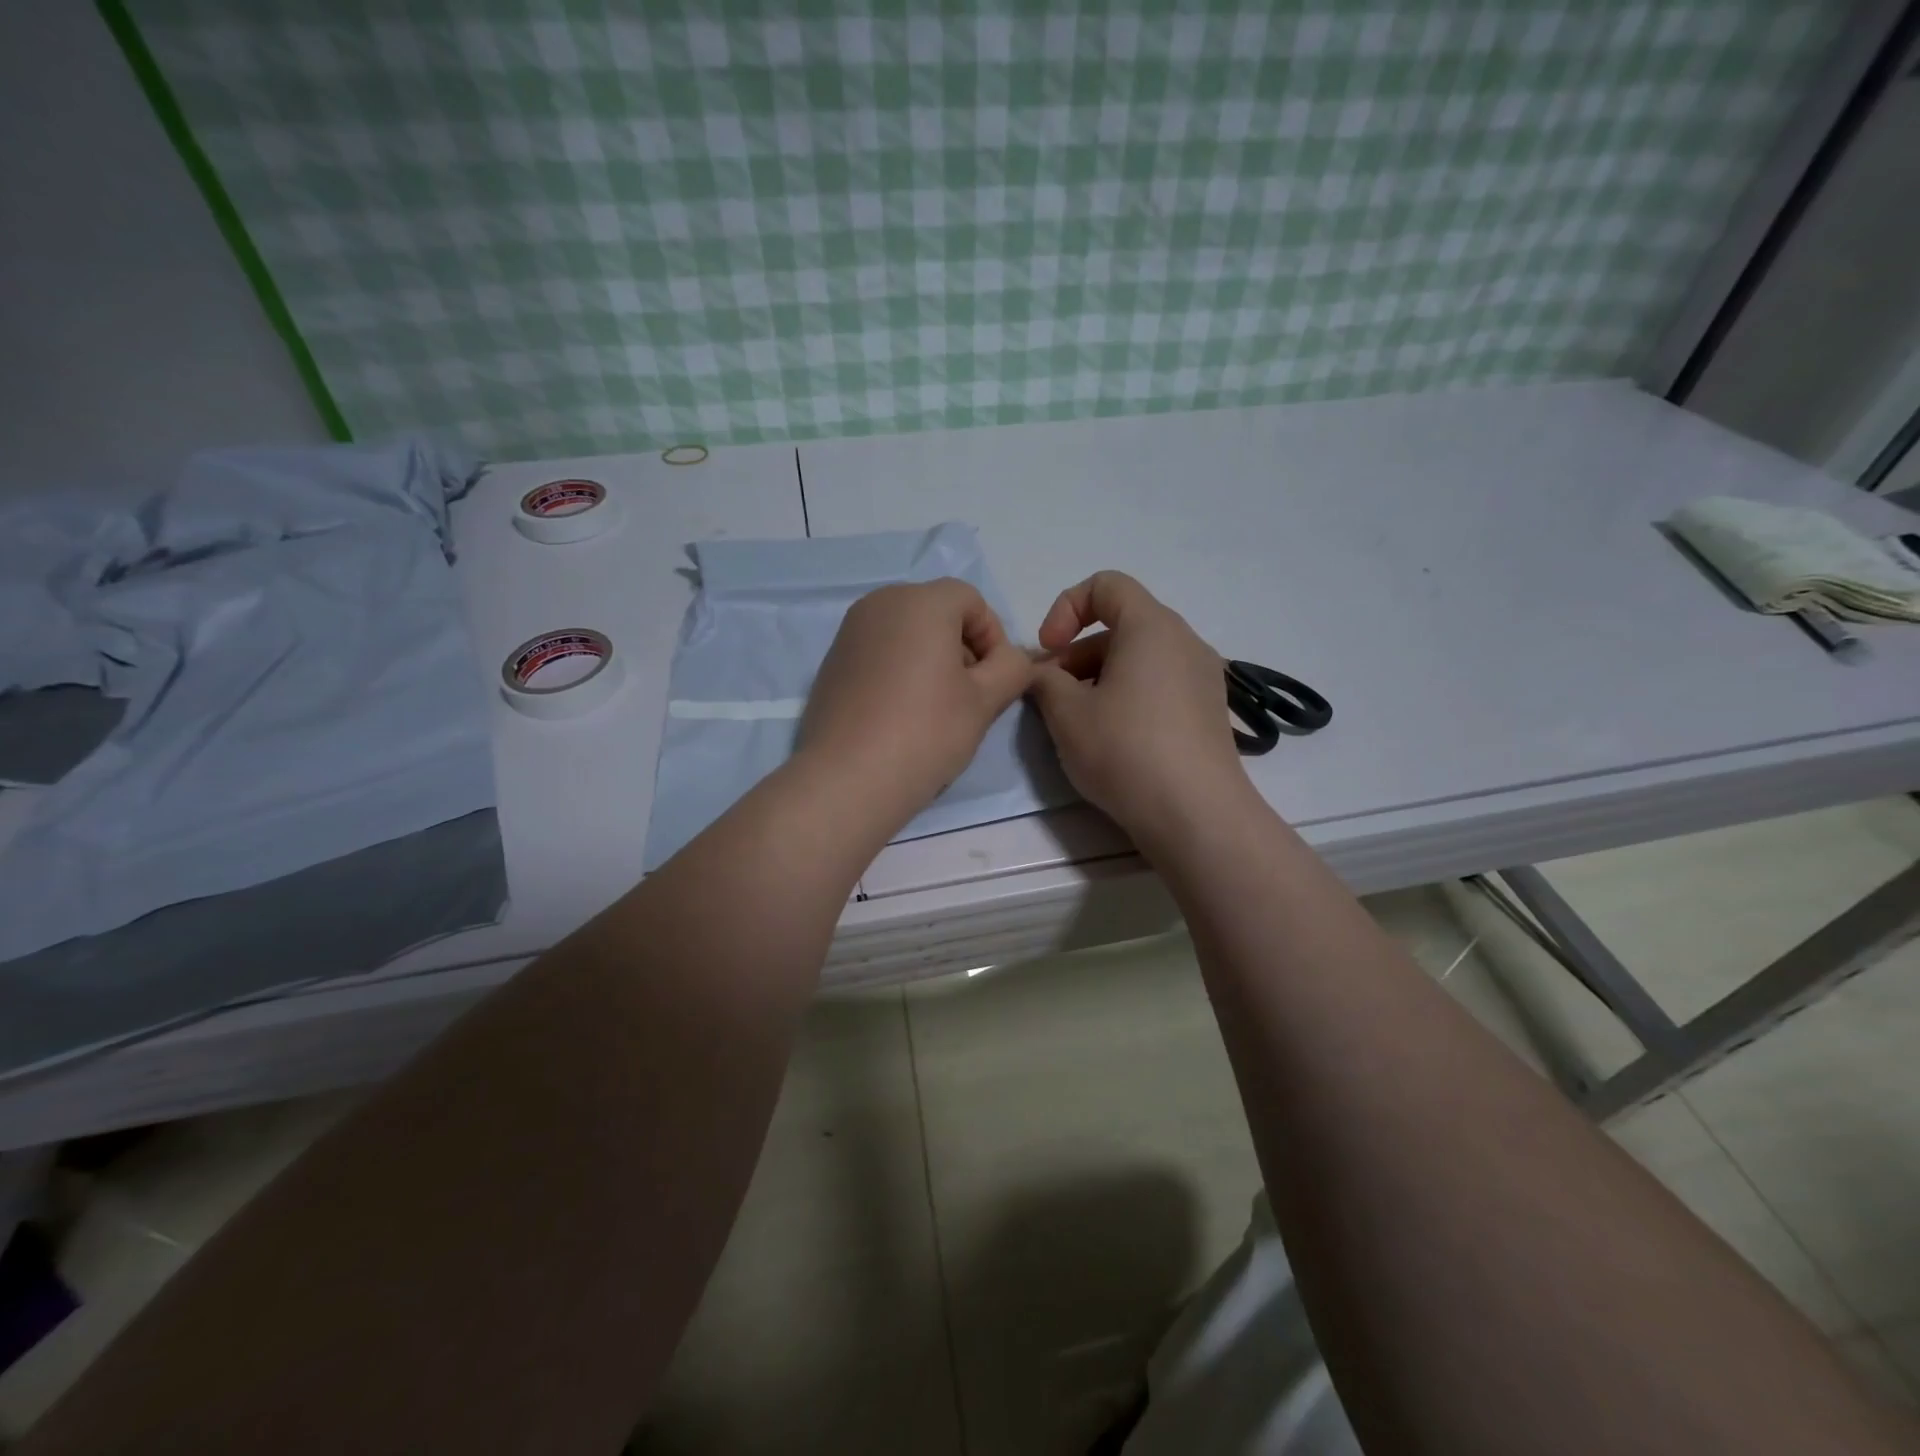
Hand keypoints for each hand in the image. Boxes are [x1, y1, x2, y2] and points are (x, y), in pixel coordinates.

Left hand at [799, 578, 1033, 824]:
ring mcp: (850, 631)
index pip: (972, 600)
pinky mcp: (832, 661)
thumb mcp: (985, 701)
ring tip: (936, 707)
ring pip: (907, 632)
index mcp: (920, 601)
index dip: (993, 637)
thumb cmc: (926, 732)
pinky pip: (879, 652)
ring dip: (931, 658)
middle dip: (961, 646)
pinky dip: (899, 670)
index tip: (995, 680)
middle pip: (937, 612)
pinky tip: (901, 713)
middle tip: (969, 695)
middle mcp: (880, 603)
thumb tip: (1014, 659)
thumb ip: (1012, 668)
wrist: (848, 778)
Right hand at [1028, 572, 1251, 841]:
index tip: (1047, 650)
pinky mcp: (1209, 712)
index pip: (1106, 585)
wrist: (1196, 815)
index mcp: (1152, 626)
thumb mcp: (1066, 713)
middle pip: (1121, 625)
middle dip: (1077, 653)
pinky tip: (1111, 739)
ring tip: (1076, 721)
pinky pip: (1159, 686)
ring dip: (1099, 678)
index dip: (1065, 608)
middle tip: (1050, 695)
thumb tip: (1042, 674)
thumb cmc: (1125, 750)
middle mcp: (1185, 641)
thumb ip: (1044, 681)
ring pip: (1139, 659)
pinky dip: (1128, 696)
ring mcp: (1203, 678)